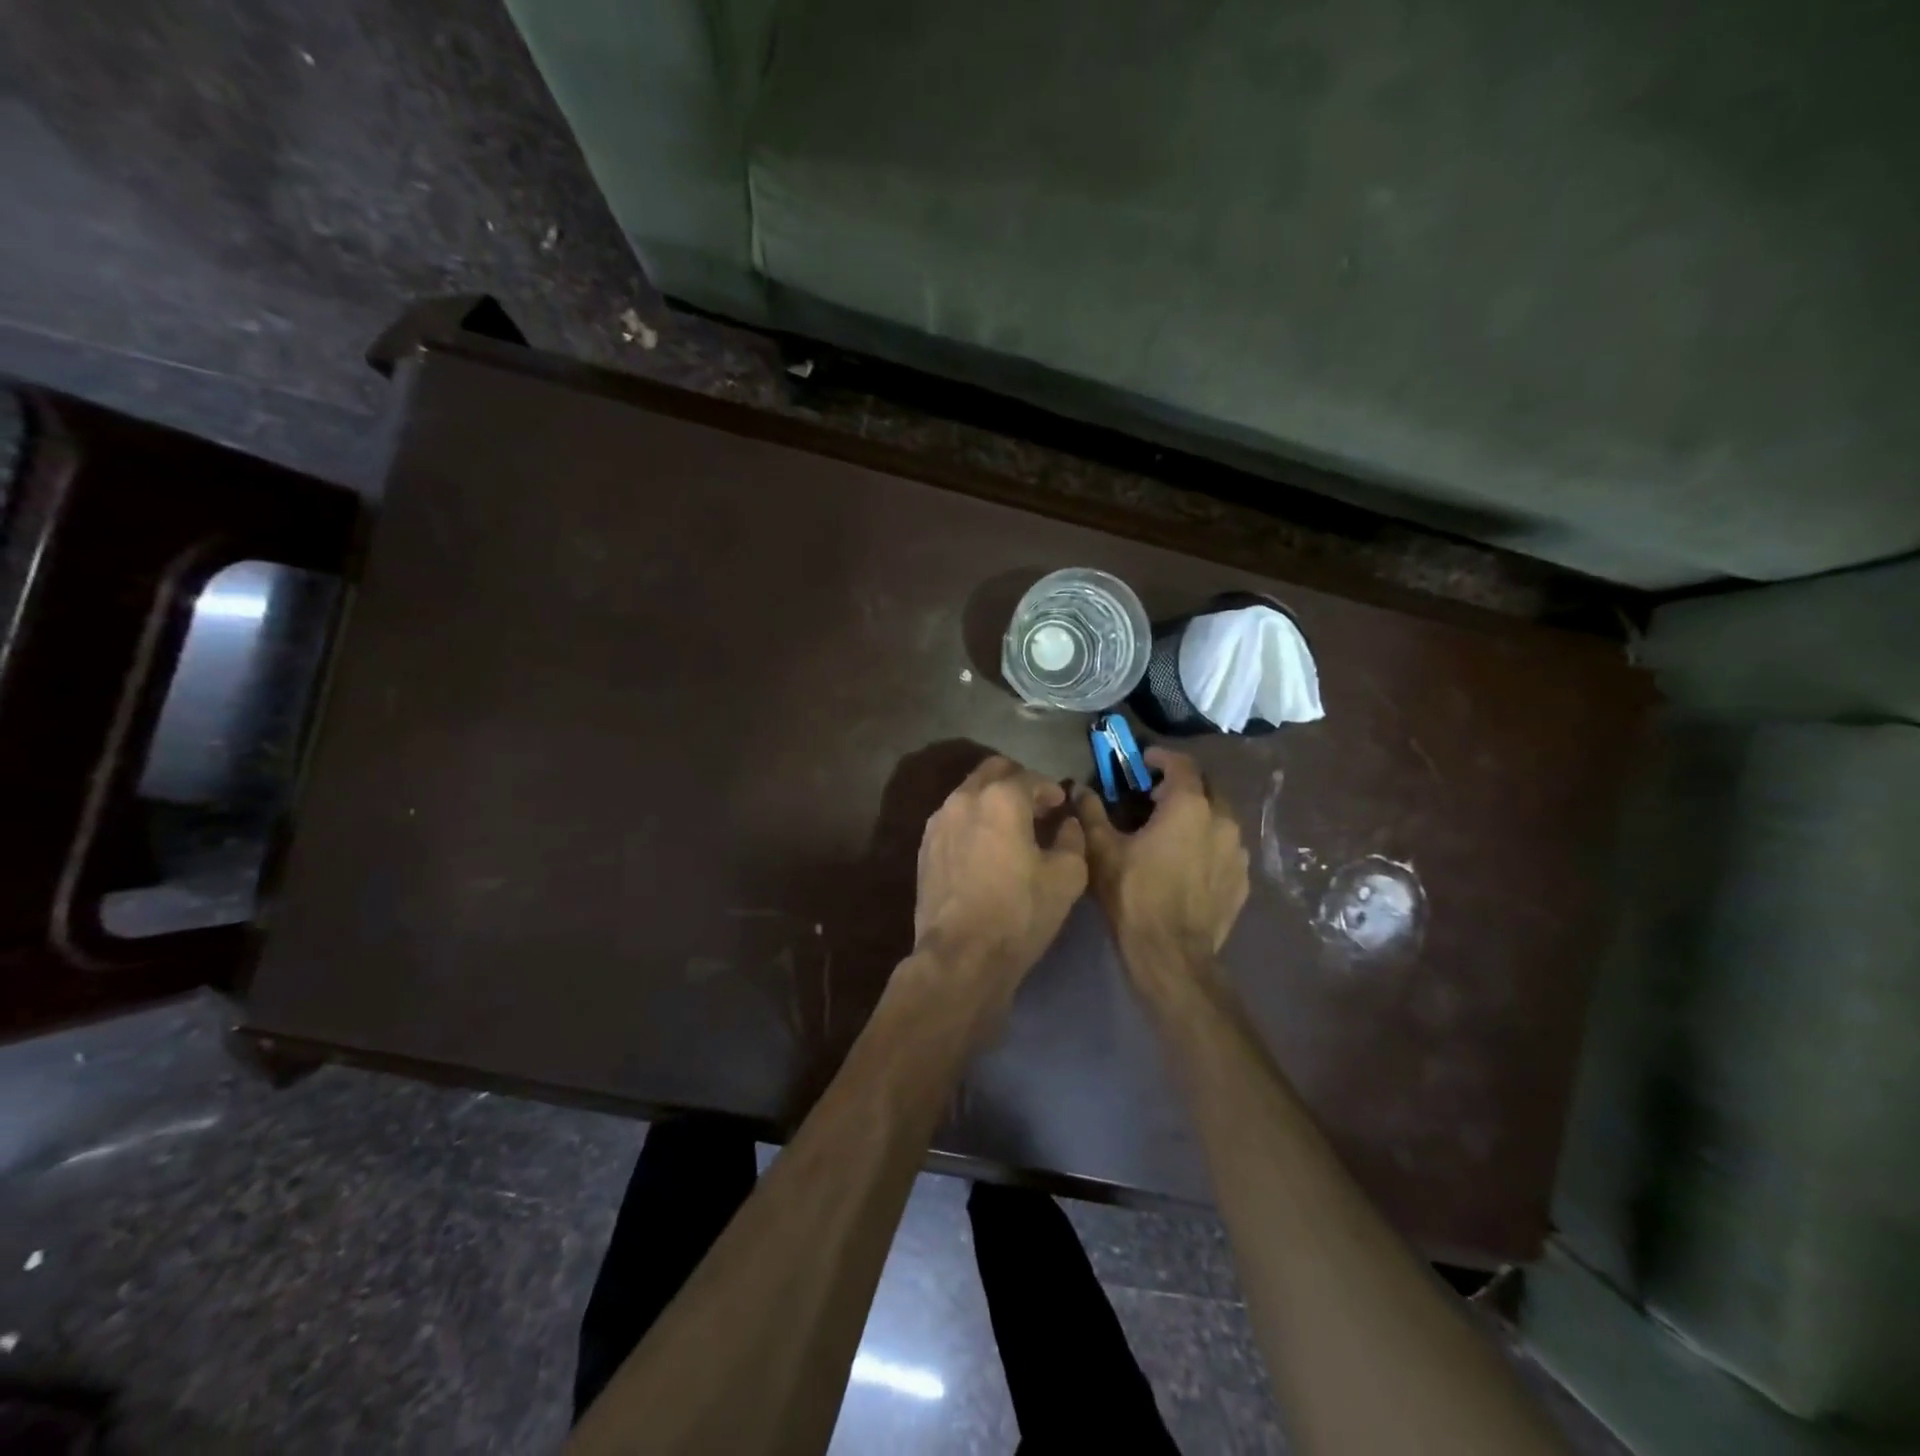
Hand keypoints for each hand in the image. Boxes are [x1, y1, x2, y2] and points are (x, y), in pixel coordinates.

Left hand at [911, 756, 1087, 994]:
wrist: (961, 954)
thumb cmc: (1019, 912)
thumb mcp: (1066, 876)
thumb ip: (1072, 839)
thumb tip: (1067, 824)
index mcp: (1001, 798)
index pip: (1032, 778)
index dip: (1051, 791)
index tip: (1061, 807)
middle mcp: (964, 798)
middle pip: (993, 771)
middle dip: (1018, 782)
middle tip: (1036, 808)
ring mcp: (939, 821)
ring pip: (969, 793)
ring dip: (992, 800)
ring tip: (1010, 828)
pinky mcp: (925, 846)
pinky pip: (953, 818)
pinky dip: (972, 821)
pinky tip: (985, 848)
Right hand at [1074, 748, 1248, 986]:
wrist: (1171, 955)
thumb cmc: (1133, 895)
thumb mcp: (1102, 850)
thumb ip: (1091, 812)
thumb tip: (1078, 788)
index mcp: (1189, 806)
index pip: (1181, 763)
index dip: (1161, 757)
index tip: (1143, 760)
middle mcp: (1222, 820)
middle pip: (1207, 786)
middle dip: (1182, 783)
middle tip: (1154, 794)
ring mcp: (1237, 852)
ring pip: (1220, 817)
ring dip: (1198, 813)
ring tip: (1171, 828)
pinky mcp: (1242, 879)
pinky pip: (1226, 847)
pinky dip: (1208, 842)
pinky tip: (1187, 860)